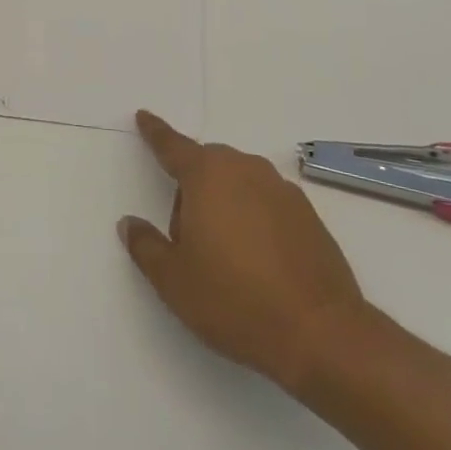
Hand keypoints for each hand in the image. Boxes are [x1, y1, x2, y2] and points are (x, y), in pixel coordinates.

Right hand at [118, 110, 372, 395]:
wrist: (320, 333)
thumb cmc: (234, 301)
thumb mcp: (173, 280)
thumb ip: (145, 246)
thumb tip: (130, 223)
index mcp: (207, 176)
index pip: (172, 146)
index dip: (155, 132)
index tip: (143, 116)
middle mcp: (245, 170)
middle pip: (208, 166)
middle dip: (192, 190)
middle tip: (188, 238)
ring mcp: (281, 190)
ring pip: (239, 183)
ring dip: (225, 204)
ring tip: (225, 256)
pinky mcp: (309, 215)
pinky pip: (267, 203)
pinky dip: (255, 219)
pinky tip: (258, 262)